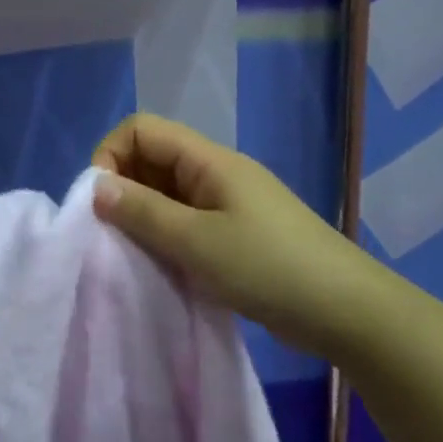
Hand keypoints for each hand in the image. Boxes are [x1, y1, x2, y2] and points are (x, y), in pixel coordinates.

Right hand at [90, 113, 392, 354]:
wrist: (346, 312)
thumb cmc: (268, 268)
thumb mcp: (196, 242)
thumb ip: (142, 211)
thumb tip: (95, 187)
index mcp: (208, 160)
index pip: (141, 129)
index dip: (111, 156)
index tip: (102, 203)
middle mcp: (215, 172)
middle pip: (152, 158)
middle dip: (124, 188)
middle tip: (115, 235)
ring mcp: (228, 202)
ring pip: (167, 192)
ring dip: (144, 215)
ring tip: (137, 254)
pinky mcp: (236, 232)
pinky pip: (187, 219)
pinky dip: (167, 235)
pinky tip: (164, 265)